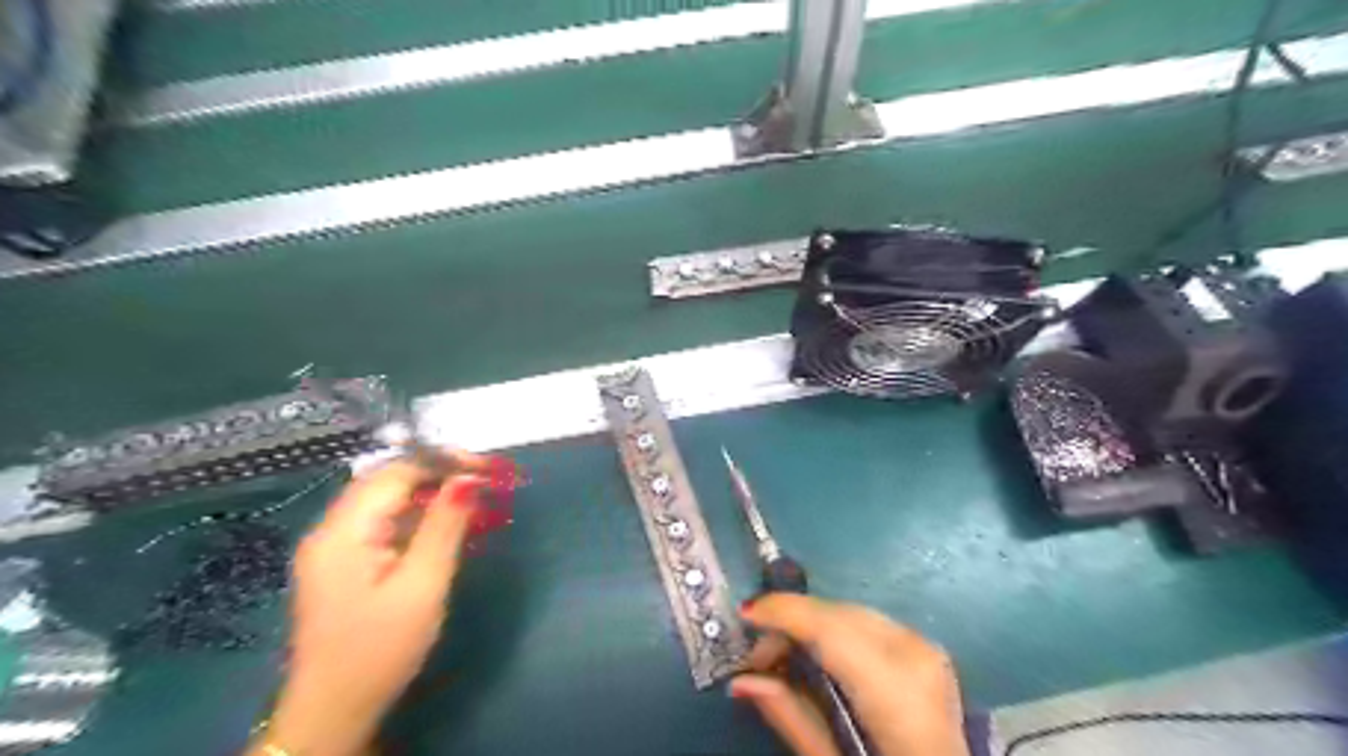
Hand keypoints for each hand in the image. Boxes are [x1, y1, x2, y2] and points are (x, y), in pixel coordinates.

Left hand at [252, 459, 485, 752]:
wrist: (333, 712)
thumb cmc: (381, 650)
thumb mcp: (423, 586)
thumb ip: (445, 526)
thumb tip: (468, 478)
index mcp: (343, 532)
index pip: (396, 472)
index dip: (443, 461)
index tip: (487, 467)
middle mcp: (330, 530)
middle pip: (386, 480)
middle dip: (437, 472)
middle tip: (484, 479)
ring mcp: (332, 547)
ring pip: (384, 499)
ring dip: (428, 492)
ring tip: (471, 497)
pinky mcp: (341, 563)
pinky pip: (381, 522)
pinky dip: (415, 515)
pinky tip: (442, 524)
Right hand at [734, 593, 963, 755]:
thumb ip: (791, 715)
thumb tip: (741, 680)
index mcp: (897, 692)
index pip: (830, 630)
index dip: (784, 612)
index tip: (744, 613)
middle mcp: (915, 653)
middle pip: (837, 615)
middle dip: (791, 622)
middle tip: (758, 657)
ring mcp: (926, 646)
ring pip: (850, 612)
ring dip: (810, 625)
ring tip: (783, 657)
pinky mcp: (926, 647)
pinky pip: (868, 623)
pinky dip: (835, 631)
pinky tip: (816, 653)